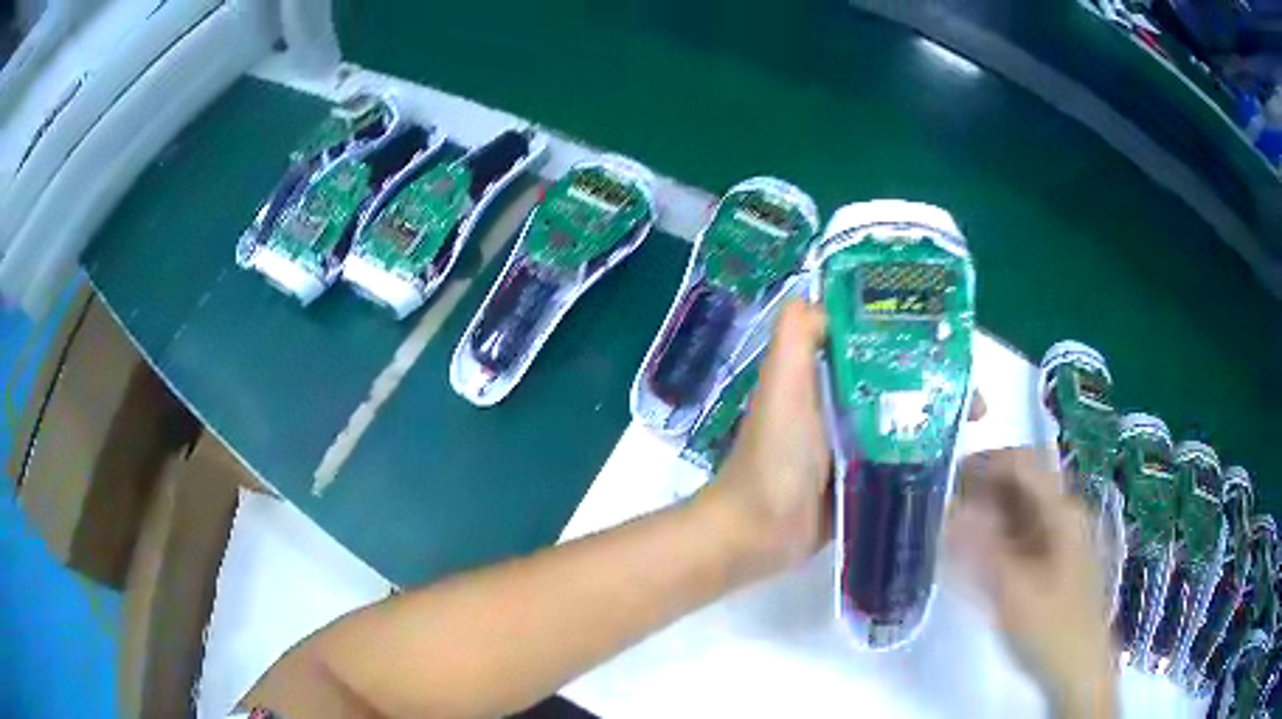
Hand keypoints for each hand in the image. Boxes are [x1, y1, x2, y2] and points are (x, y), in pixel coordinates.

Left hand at [697, 299, 987, 581]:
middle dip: (941, 385)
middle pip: (901, 383)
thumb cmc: (775, 453)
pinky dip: (929, 459)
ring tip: (975, 427)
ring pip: (908, 421)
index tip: (952, 343)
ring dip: (942, 421)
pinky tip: (958, 464)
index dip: (914, 337)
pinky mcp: (865, 481)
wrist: (759, 531)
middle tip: (976, 400)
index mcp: (826, 375)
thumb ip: (799, 334)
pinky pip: (903, 462)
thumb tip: (831, 293)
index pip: (877, 342)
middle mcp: (844, 404)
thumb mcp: (783, 382)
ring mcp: (857, 445)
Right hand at [948, 449, 1117, 718]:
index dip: (984, 462)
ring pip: (1020, 510)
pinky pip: (1022, 535)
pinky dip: (996, 536)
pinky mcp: (1054, 562)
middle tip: (940, 505)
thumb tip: (950, 508)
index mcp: (1062, 511)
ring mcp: (1061, 539)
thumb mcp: (1013, 592)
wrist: (1079, 670)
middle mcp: (1064, 515)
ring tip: (948, 528)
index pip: (1022, 463)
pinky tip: (973, 553)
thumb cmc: (1050, 630)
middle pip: (1021, 483)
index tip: (945, 475)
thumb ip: (982, 548)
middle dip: (981, 487)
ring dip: (986, 512)